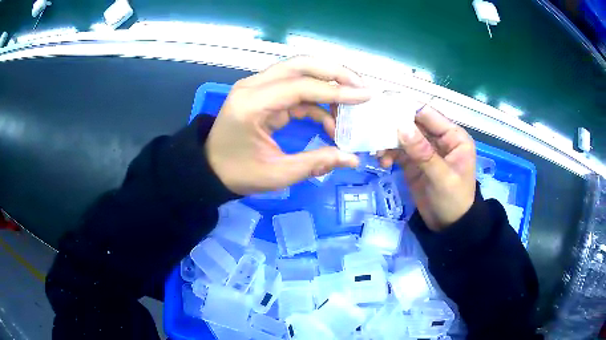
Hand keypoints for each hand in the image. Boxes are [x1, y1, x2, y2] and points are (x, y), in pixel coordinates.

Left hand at [205, 56, 371, 194]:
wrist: (210, 169)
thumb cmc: (238, 173)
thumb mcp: (277, 174)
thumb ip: (316, 163)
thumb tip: (352, 160)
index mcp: (251, 104)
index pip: (300, 87)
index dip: (336, 92)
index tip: (365, 97)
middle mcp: (253, 86)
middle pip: (300, 65)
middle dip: (335, 73)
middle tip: (361, 87)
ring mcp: (256, 86)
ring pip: (299, 71)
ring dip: (328, 83)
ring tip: (352, 102)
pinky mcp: (262, 93)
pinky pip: (295, 88)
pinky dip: (316, 100)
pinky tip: (330, 119)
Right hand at [379, 106, 476, 230]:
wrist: (448, 226)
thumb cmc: (453, 201)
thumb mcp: (442, 178)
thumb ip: (423, 152)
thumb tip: (401, 126)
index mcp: (453, 137)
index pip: (429, 114)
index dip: (407, 108)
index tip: (383, 106)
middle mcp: (439, 138)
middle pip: (413, 124)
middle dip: (393, 126)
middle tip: (372, 130)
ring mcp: (425, 150)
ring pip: (403, 137)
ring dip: (388, 142)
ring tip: (378, 153)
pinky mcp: (414, 162)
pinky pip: (398, 151)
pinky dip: (388, 154)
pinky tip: (382, 162)